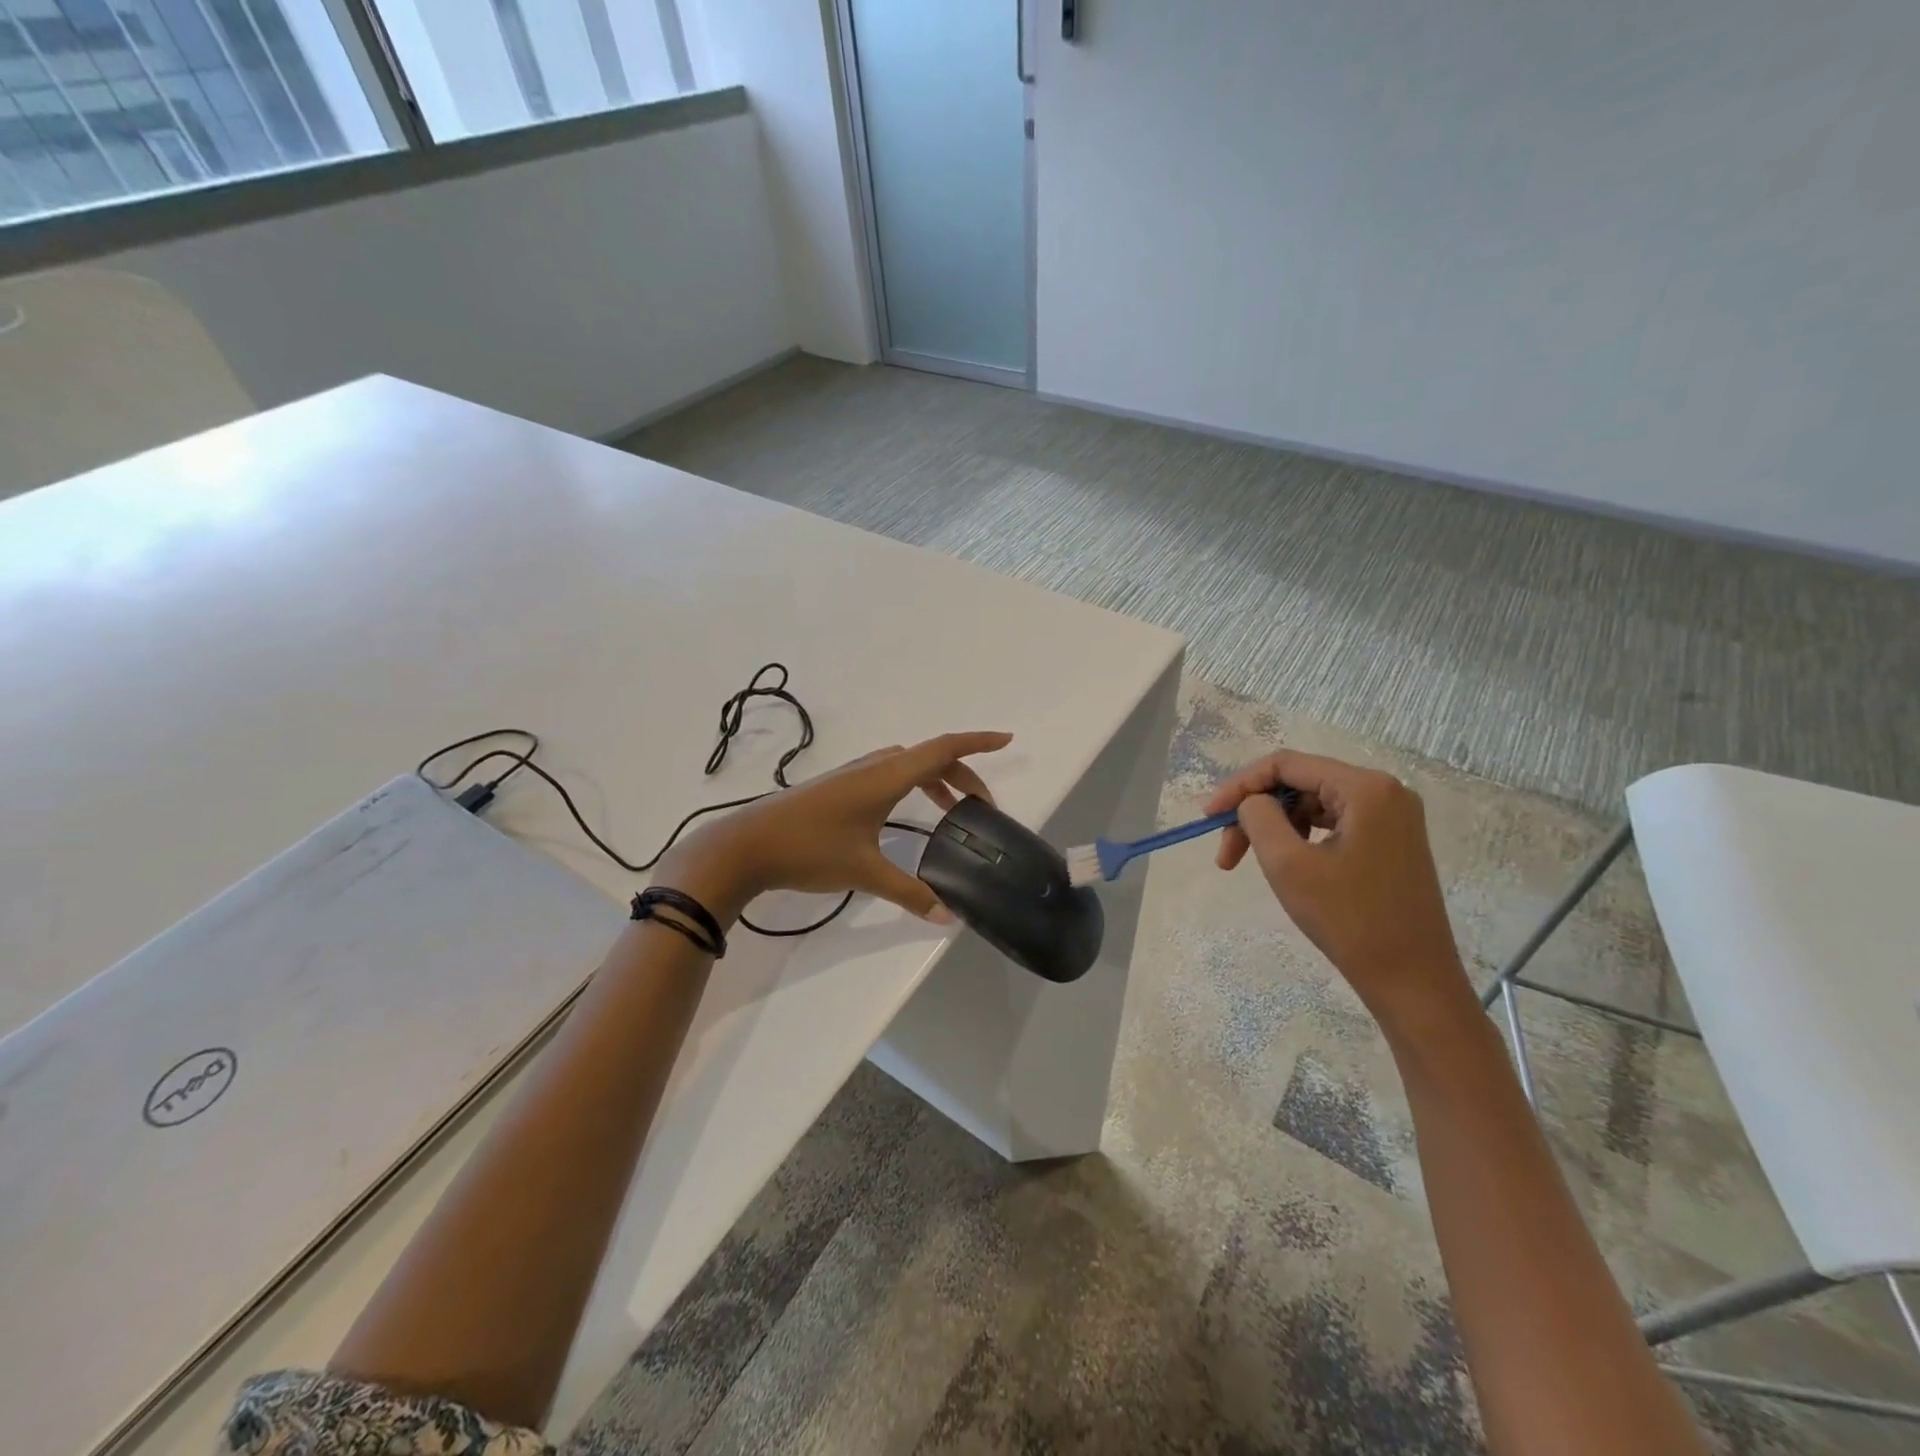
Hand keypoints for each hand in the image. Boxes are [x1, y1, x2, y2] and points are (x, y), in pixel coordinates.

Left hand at [656, 731, 1012, 923]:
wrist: (745, 846)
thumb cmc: (809, 850)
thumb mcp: (865, 873)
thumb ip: (910, 893)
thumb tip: (947, 918)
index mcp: (887, 776)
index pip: (943, 749)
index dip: (978, 743)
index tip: (1007, 740)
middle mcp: (873, 767)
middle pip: (930, 758)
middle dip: (962, 776)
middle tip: (982, 808)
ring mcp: (852, 775)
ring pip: (907, 766)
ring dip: (935, 780)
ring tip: (951, 811)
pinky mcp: (838, 788)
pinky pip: (889, 774)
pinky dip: (912, 784)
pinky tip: (906, 812)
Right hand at [1205, 750, 1467, 1016]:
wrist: (1412, 981)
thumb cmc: (1349, 920)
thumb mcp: (1288, 864)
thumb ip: (1258, 817)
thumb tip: (1251, 802)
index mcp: (1365, 788)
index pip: (1286, 765)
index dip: (1239, 785)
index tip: (1207, 817)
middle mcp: (1385, 791)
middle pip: (1299, 783)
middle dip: (1255, 811)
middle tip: (1226, 852)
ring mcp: (1392, 816)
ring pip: (1313, 803)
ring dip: (1275, 827)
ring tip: (1249, 863)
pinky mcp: (1392, 841)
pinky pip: (1333, 822)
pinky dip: (1300, 837)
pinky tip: (1285, 863)